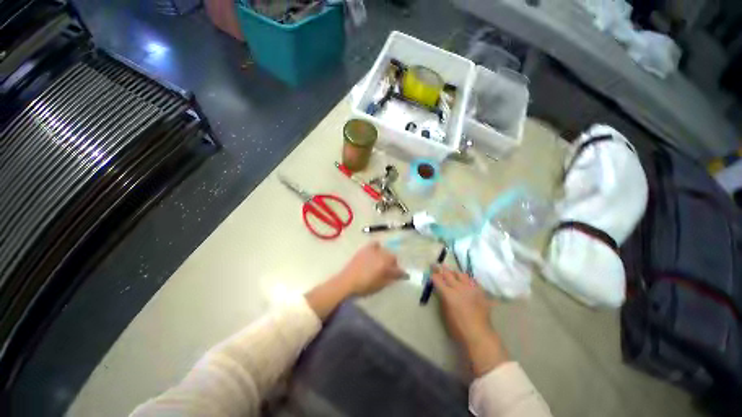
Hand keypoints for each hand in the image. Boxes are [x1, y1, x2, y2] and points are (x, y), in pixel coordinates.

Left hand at [334, 242, 404, 296]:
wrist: (346, 281)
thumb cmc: (364, 286)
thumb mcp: (380, 285)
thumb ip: (391, 278)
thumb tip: (399, 275)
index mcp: (385, 264)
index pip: (397, 267)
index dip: (400, 272)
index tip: (401, 276)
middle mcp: (380, 254)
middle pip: (392, 256)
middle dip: (393, 263)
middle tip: (390, 270)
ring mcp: (372, 250)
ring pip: (384, 250)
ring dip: (386, 256)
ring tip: (383, 262)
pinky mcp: (364, 249)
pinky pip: (375, 244)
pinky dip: (378, 247)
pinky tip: (375, 253)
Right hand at [431, 266, 507, 376]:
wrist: (479, 334)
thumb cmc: (458, 327)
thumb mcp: (445, 313)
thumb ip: (442, 298)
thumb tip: (441, 290)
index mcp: (448, 294)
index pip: (438, 280)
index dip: (433, 274)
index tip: (431, 269)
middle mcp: (459, 288)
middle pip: (448, 274)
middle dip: (441, 268)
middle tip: (437, 264)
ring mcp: (471, 289)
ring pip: (461, 274)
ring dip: (455, 272)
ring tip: (452, 271)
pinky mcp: (480, 292)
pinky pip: (473, 281)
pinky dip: (467, 279)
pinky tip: (466, 280)